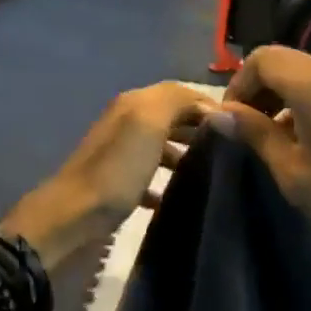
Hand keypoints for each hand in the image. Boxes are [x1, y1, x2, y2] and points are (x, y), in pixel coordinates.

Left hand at [0, 82, 218, 270]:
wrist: (71, 218)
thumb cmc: (116, 169)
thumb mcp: (148, 122)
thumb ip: (177, 102)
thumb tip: (210, 106)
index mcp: (135, 103)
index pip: (181, 92)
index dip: (209, 104)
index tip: (239, 125)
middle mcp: (127, 122)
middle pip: (172, 117)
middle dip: (200, 128)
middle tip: (232, 149)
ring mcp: (121, 155)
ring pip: (162, 146)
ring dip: (186, 154)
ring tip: (210, 171)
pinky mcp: (117, 185)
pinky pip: (149, 178)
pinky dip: (166, 183)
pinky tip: (178, 197)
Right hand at [219, 47, 310, 270]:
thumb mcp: (293, 172)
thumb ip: (256, 135)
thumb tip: (218, 114)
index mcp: (310, 84)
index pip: (260, 60)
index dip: (237, 87)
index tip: (230, 122)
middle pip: (278, 61)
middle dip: (254, 89)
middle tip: (244, 129)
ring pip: (298, 72)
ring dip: (275, 95)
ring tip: (267, 137)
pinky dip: (297, 100)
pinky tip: (297, 138)